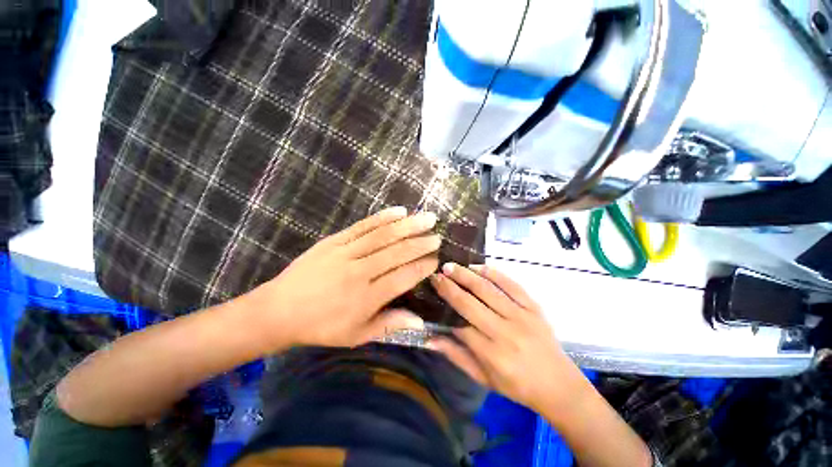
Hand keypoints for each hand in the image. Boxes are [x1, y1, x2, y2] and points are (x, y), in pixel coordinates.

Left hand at [246, 207, 439, 349]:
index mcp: (366, 298)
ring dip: (408, 225)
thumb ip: (389, 324)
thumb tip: (420, 322)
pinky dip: (382, 217)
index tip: (435, 260)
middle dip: (421, 243)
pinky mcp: (333, 241)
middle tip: (438, 236)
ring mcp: (345, 253)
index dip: (422, 267)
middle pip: (396, 253)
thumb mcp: (356, 334)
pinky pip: (362, 226)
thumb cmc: (321, 327)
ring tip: (427, 218)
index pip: (403, 278)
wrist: (278, 311)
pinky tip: (398, 211)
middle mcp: (359, 272)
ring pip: (382, 236)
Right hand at [428, 264, 585, 412]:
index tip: (433, 293)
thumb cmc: (517, 385)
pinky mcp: (534, 307)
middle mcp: (506, 332)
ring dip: (467, 275)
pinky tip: (477, 266)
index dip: (445, 310)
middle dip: (450, 287)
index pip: (460, 326)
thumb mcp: (483, 378)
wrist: (559, 385)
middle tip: (437, 274)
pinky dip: (493, 273)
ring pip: (488, 290)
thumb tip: (429, 339)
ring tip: (450, 266)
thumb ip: (456, 356)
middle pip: (471, 303)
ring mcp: (522, 316)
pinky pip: (511, 285)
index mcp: (492, 354)